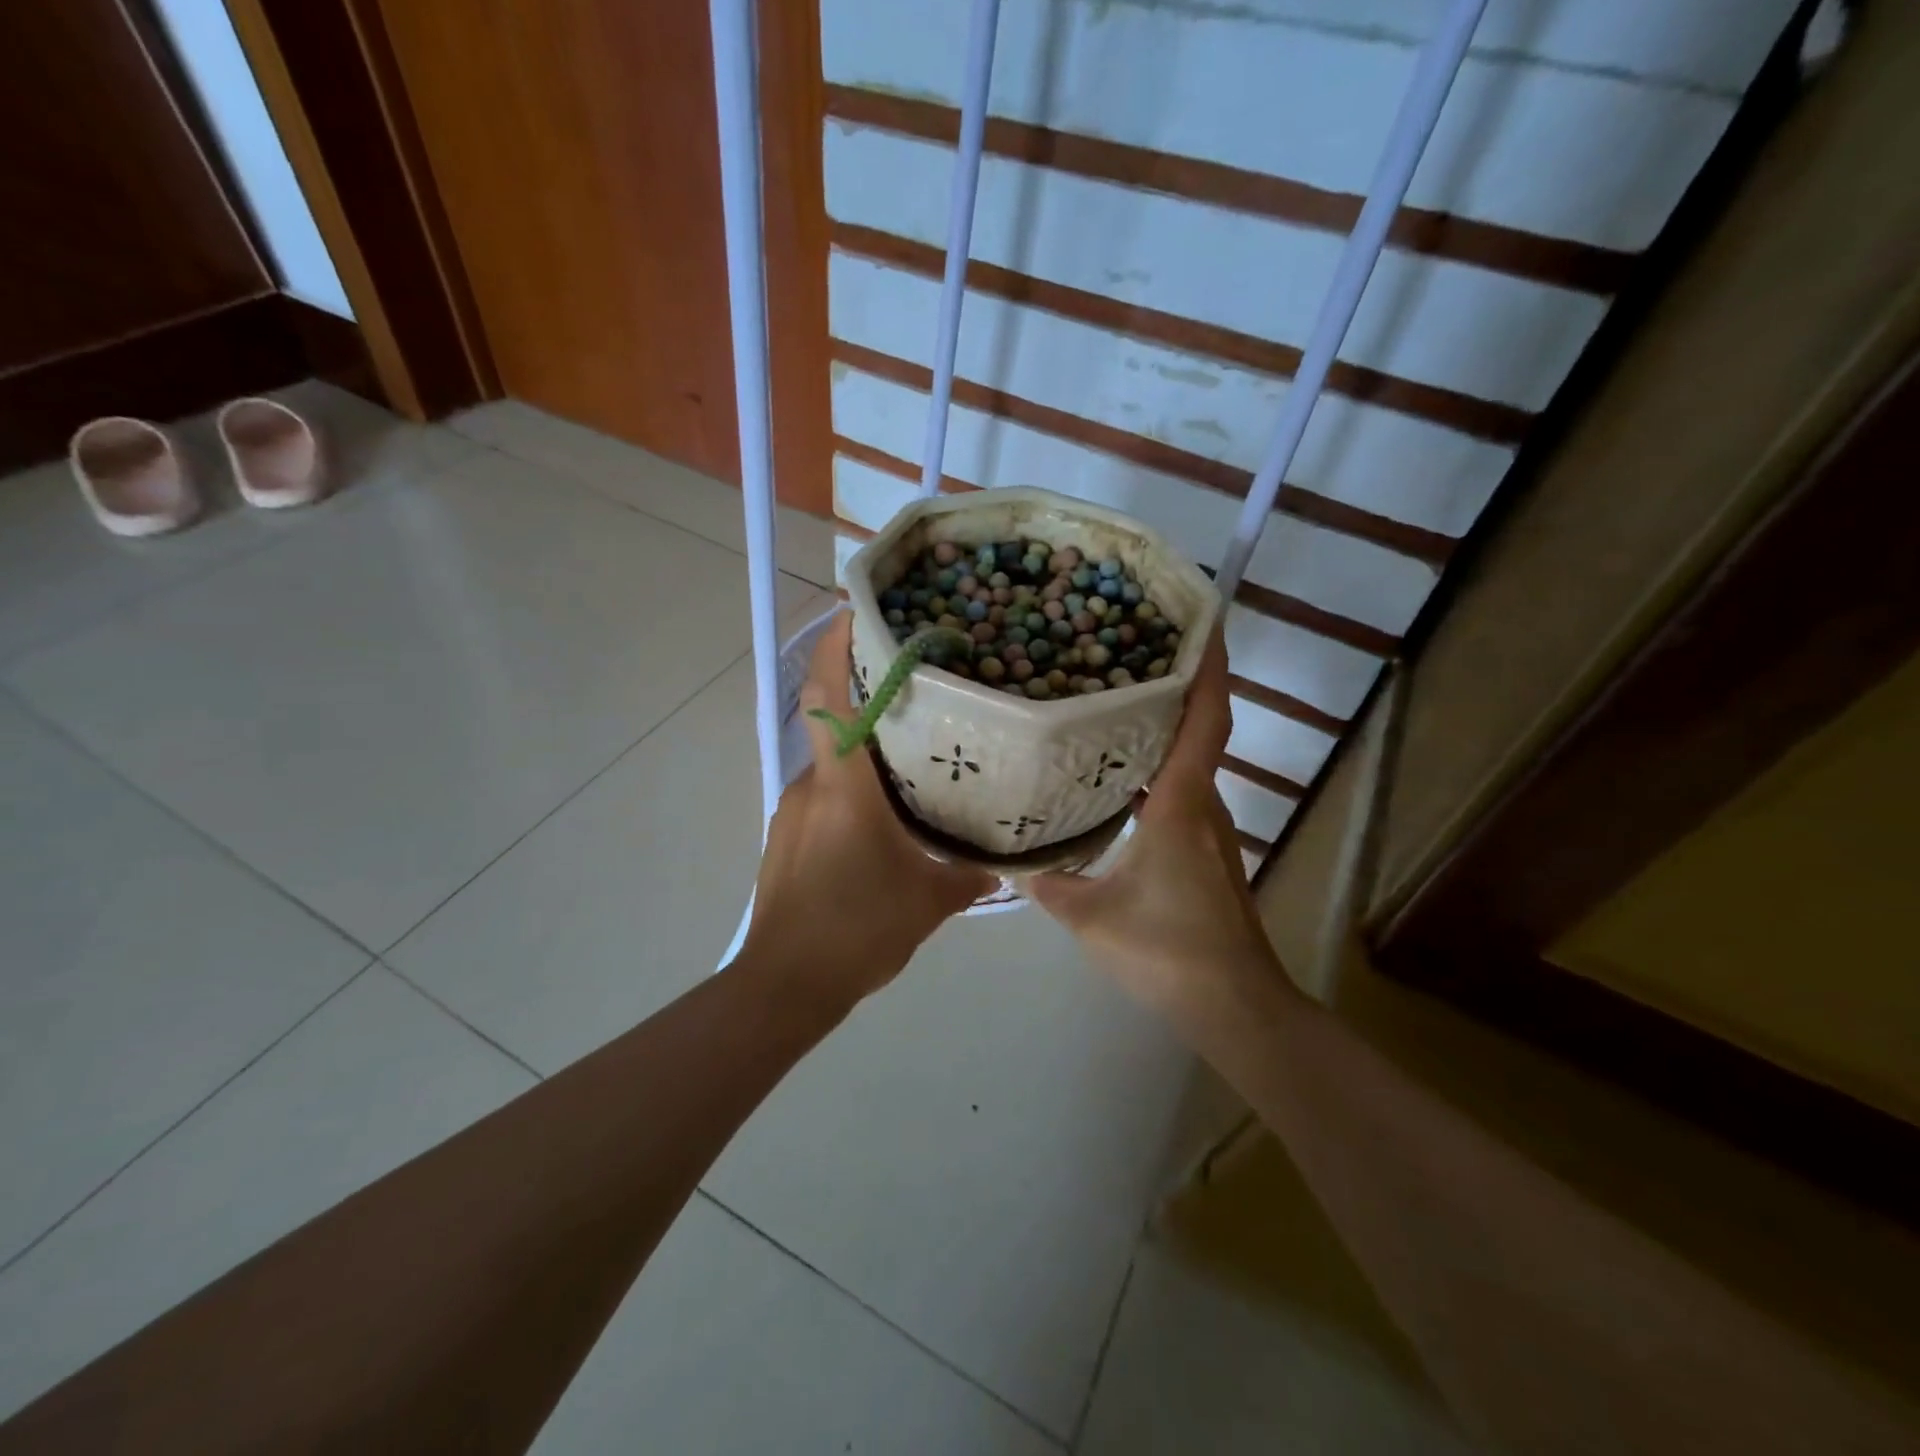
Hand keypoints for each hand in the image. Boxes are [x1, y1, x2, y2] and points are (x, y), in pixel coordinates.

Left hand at [742, 612, 994, 999]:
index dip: (836, 645)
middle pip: (836, 722)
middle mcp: (812, 786)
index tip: (856, 608)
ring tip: (912, 759)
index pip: (830, 696)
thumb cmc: (857, 930)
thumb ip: (969, 875)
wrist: (785, 985)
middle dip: (869, 697)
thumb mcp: (929, 901)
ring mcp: (793, 811)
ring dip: (865, 753)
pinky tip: (883, 820)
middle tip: (920, 687)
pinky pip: (824, 795)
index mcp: (845, 786)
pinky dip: (852, 791)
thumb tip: (1003, 864)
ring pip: (832, 764)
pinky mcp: (788, 837)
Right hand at [1025, 631, 1281, 1012]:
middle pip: (1198, 731)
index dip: (1208, 668)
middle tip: (1124, 656)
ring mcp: (1209, 830)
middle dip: (1172, 688)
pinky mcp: (1207, 852)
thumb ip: (1048, 883)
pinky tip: (1118, 782)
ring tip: (1112, 707)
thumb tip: (1010, 859)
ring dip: (1162, 731)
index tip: (1201, 622)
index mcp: (1181, 804)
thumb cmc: (1167, 950)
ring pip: (1189, 763)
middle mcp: (1202, 805)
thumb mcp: (1090, 916)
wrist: (1235, 1006)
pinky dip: (1157, 772)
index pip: (1205, 720)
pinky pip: (1182, 792)